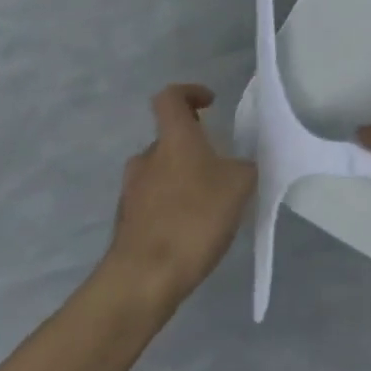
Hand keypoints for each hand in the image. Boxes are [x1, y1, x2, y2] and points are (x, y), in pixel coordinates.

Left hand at [104, 85, 255, 300]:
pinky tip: (194, 230)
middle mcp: (147, 159)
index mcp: (174, 140)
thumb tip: (236, 167)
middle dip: (195, 147)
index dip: (190, 93)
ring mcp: (132, 191)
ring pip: (162, 172)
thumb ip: (242, 168)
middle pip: (169, 139)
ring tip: (212, 203)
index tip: (210, 104)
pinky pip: (155, 202)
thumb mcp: (240, 185)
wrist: (144, 277)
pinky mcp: (128, 222)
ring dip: (184, 179)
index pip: (170, 98)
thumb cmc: (195, 218)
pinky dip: (174, 206)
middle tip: (222, 167)